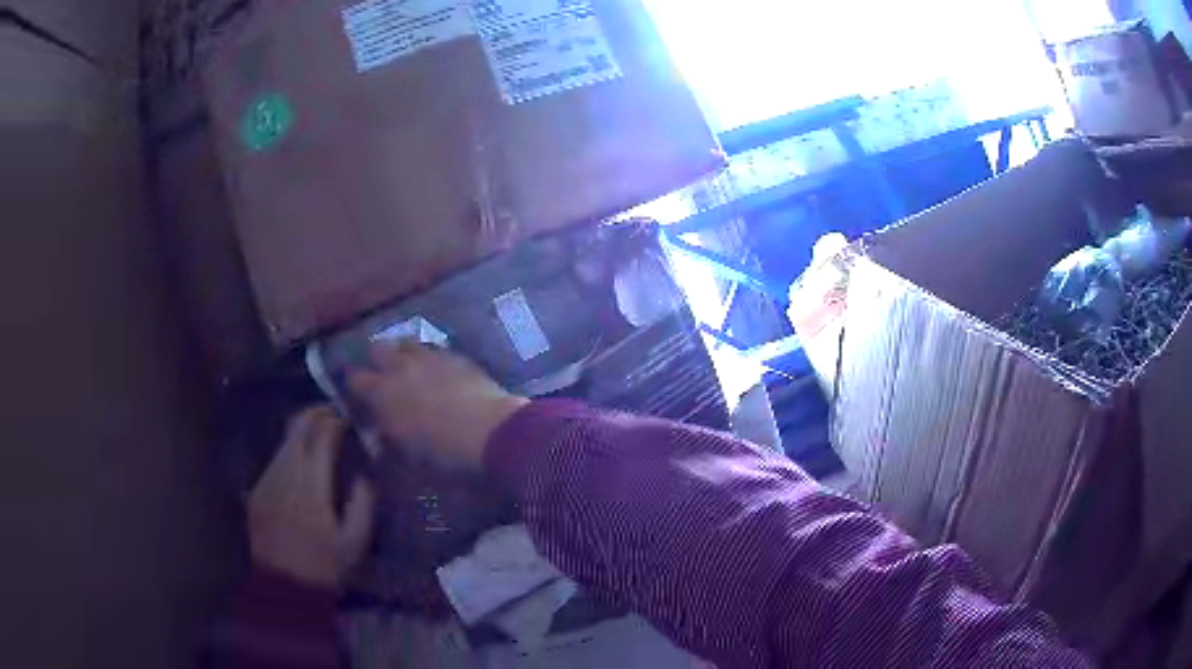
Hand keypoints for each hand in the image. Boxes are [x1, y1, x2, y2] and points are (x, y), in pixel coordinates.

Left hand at [249, 406, 375, 588]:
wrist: (281, 586)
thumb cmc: (323, 567)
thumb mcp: (353, 543)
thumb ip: (363, 504)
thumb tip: (367, 473)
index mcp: (311, 484)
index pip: (322, 435)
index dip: (337, 420)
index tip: (350, 418)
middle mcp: (285, 472)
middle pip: (297, 426)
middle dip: (316, 413)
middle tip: (334, 413)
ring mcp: (267, 478)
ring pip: (284, 440)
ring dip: (302, 430)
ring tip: (320, 434)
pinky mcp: (257, 488)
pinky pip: (276, 458)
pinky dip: (291, 450)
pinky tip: (302, 463)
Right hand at [348, 341, 527, 467]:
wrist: (491, 432)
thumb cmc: (443, 454)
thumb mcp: (407, 461)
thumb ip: (388, 445)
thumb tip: (380, 438)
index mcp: (382, 393)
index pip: (353, 379)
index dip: (354, 388)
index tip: (360, 399)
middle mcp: (400, 367)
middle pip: (377, 348)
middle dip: (376, 361)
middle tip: (383, 379)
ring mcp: (430, 357)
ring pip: (407, 342)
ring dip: (404, 354)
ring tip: (411, 371)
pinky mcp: (458, 356)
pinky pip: (436, 350)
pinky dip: (432, 359)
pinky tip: (441, 373)